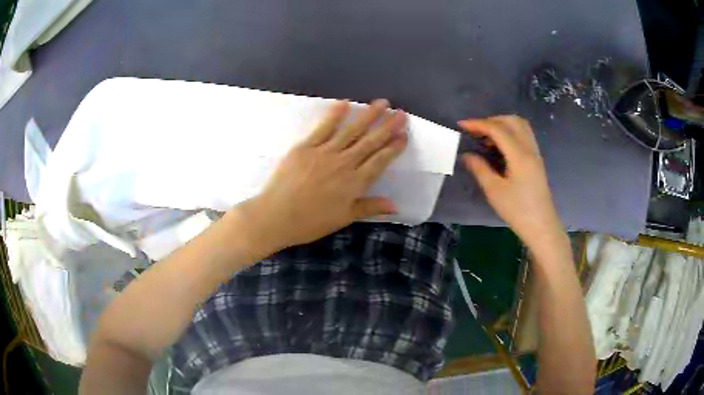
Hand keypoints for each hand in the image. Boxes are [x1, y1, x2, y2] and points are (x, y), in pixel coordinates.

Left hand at [237, 99, 407, 253]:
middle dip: (387, 126)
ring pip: (351, 130)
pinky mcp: (305, 146)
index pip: (380, 161)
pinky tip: (345, 103)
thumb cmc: (310, 222)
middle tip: (401, 113)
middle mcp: (344, 163)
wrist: (275, 216)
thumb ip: (369, 207)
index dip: (393, 147)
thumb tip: (395, 205)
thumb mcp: (343, 218)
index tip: (404, 135)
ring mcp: (324, 152)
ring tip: (382, 103)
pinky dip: (334, 115)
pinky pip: (323, 128)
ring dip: (368, 115)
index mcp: (354, 183)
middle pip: (370, 141)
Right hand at [460, 116, 561, 245]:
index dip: (478, 124)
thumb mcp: (494, 191)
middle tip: (475, 131)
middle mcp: (529, 148)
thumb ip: (479, 168)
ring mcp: (535, 153)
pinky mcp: (536, 160)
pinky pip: (524, 135)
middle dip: (491, 120)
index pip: (497, 129)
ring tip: (487, 137)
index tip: (461, 125)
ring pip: (520, 126)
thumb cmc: (517, 210)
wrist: (541, 226)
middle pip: (511, 121)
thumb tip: (466, 155)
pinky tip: (500, 146)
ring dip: (502, 124)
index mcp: (519, 155)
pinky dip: (510, 132)